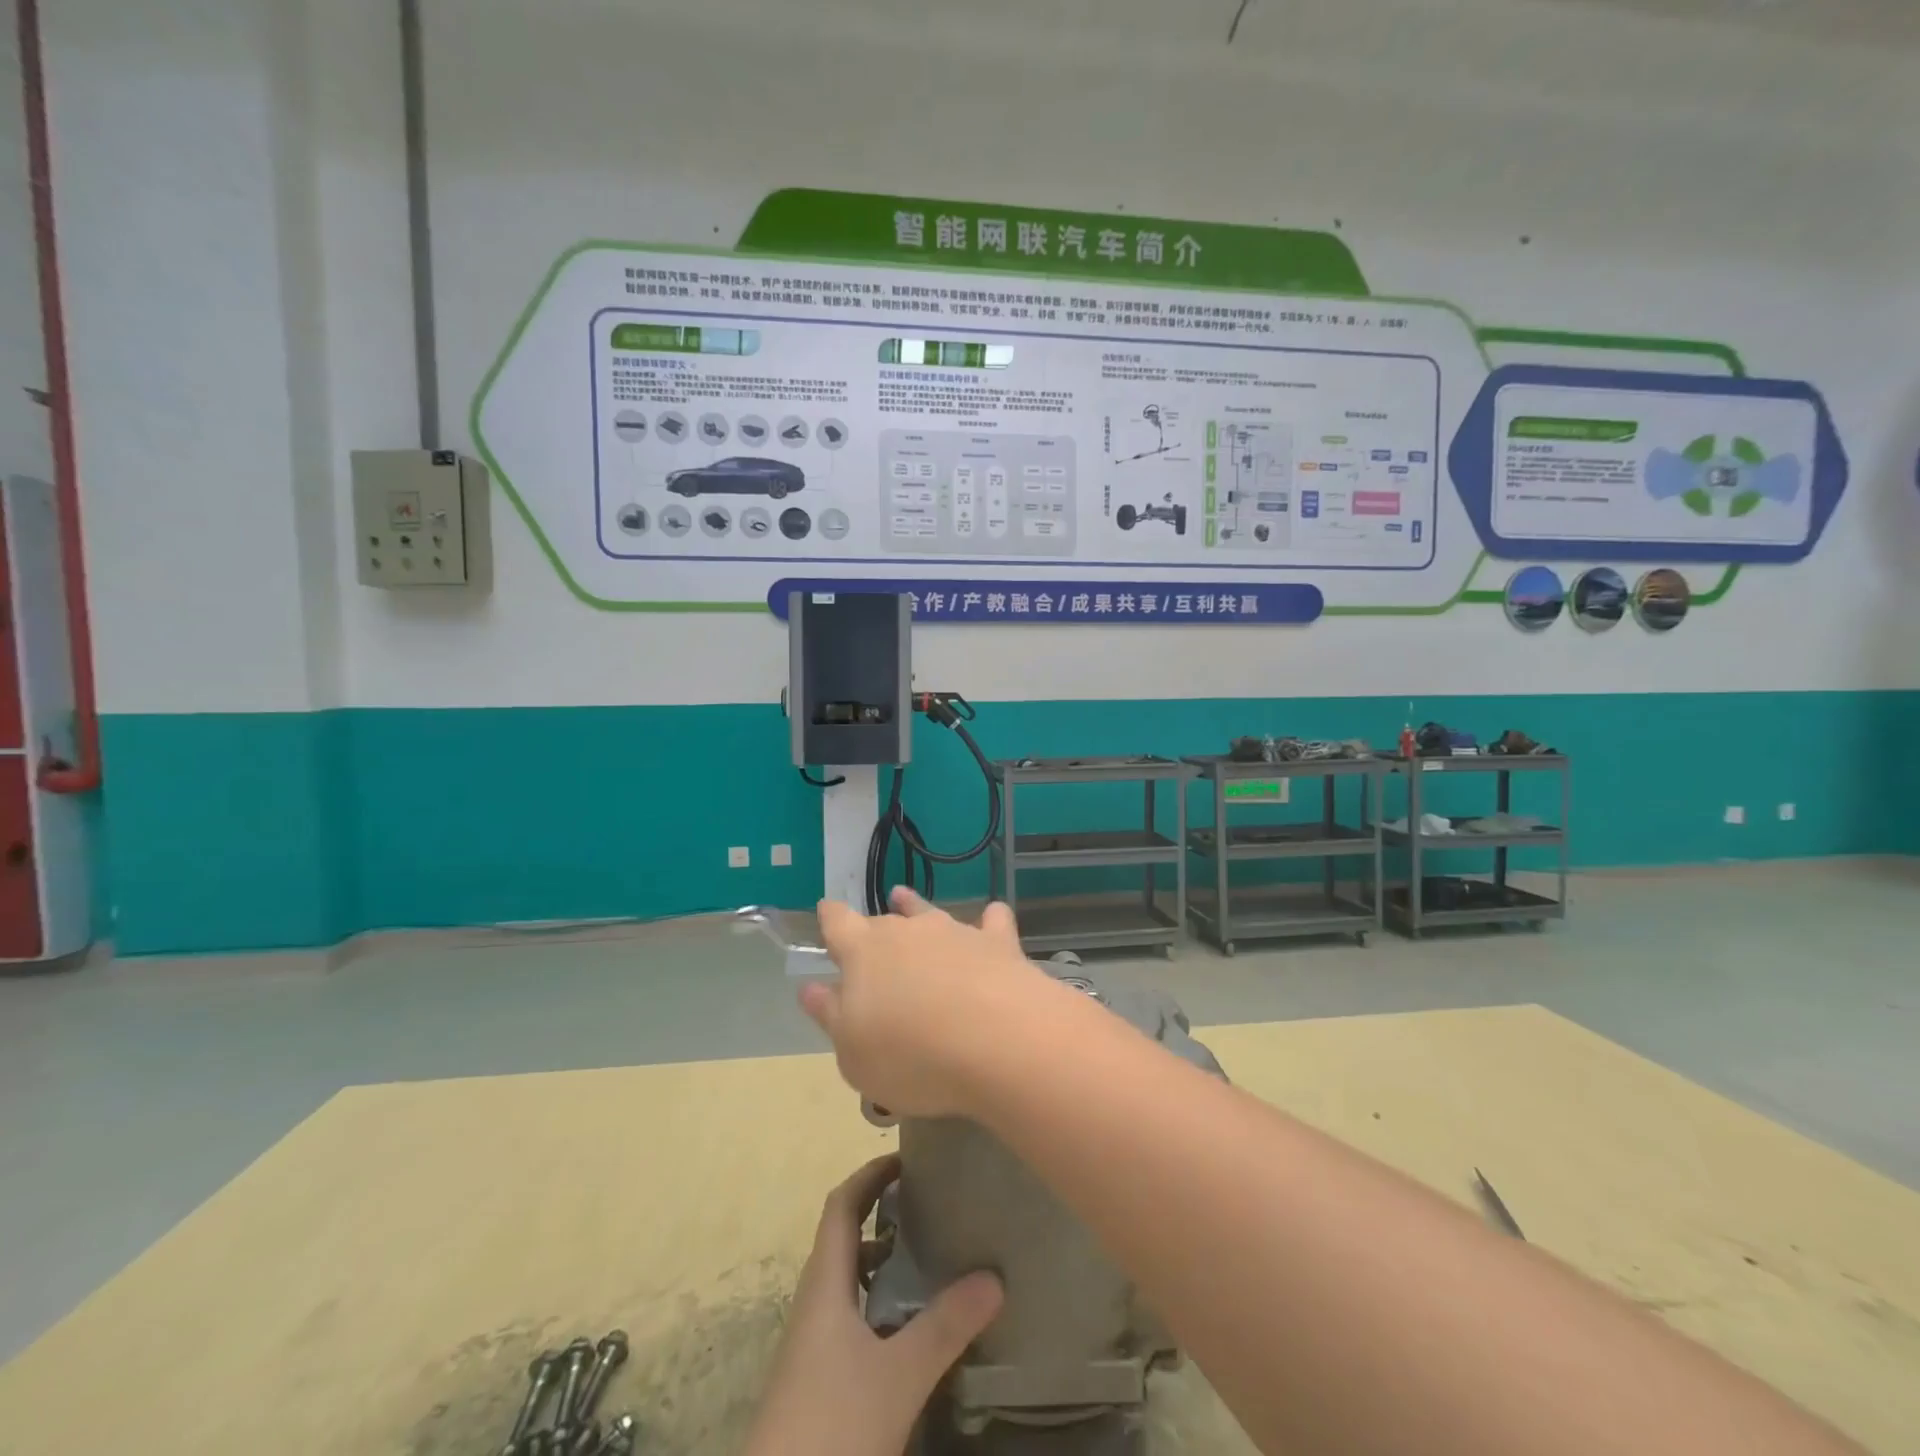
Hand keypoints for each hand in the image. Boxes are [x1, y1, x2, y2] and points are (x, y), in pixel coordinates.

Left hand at [743, 1154, 1003, 1455]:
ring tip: (927, 1257)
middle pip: (844, 1237)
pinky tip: (910, 1327)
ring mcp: (812, 1344)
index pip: (841, 1205)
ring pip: (848, 1280)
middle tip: (928, 1202)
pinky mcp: (817, 1378)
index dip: (870, 1175)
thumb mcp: (898, 1376)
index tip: (907, 1157)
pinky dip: (879, 1301)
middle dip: (882, 1212)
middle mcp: (814, 1303)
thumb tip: (995, 1276)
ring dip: (882, 1259)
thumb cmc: (833, 1427)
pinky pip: (850, 1315)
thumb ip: (945, 1326)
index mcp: (824, 1284)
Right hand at [804, 887, 1052, 1118]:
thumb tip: (810, 988)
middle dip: (874, 928)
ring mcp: (955, 932)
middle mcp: (907, 931)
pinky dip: (989, 920)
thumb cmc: (910, 1055)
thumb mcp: (852, 1052)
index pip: (838, 923)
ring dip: (915, 908)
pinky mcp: (998, 943)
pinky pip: (992, 921)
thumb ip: (831, 1015)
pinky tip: (992, 917)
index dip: (830, 918)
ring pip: (929, 912)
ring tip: (905, 898)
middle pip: (884, 922)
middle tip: (872, 937)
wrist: (996, 1040)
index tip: (826, 911)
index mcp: (864, 952)